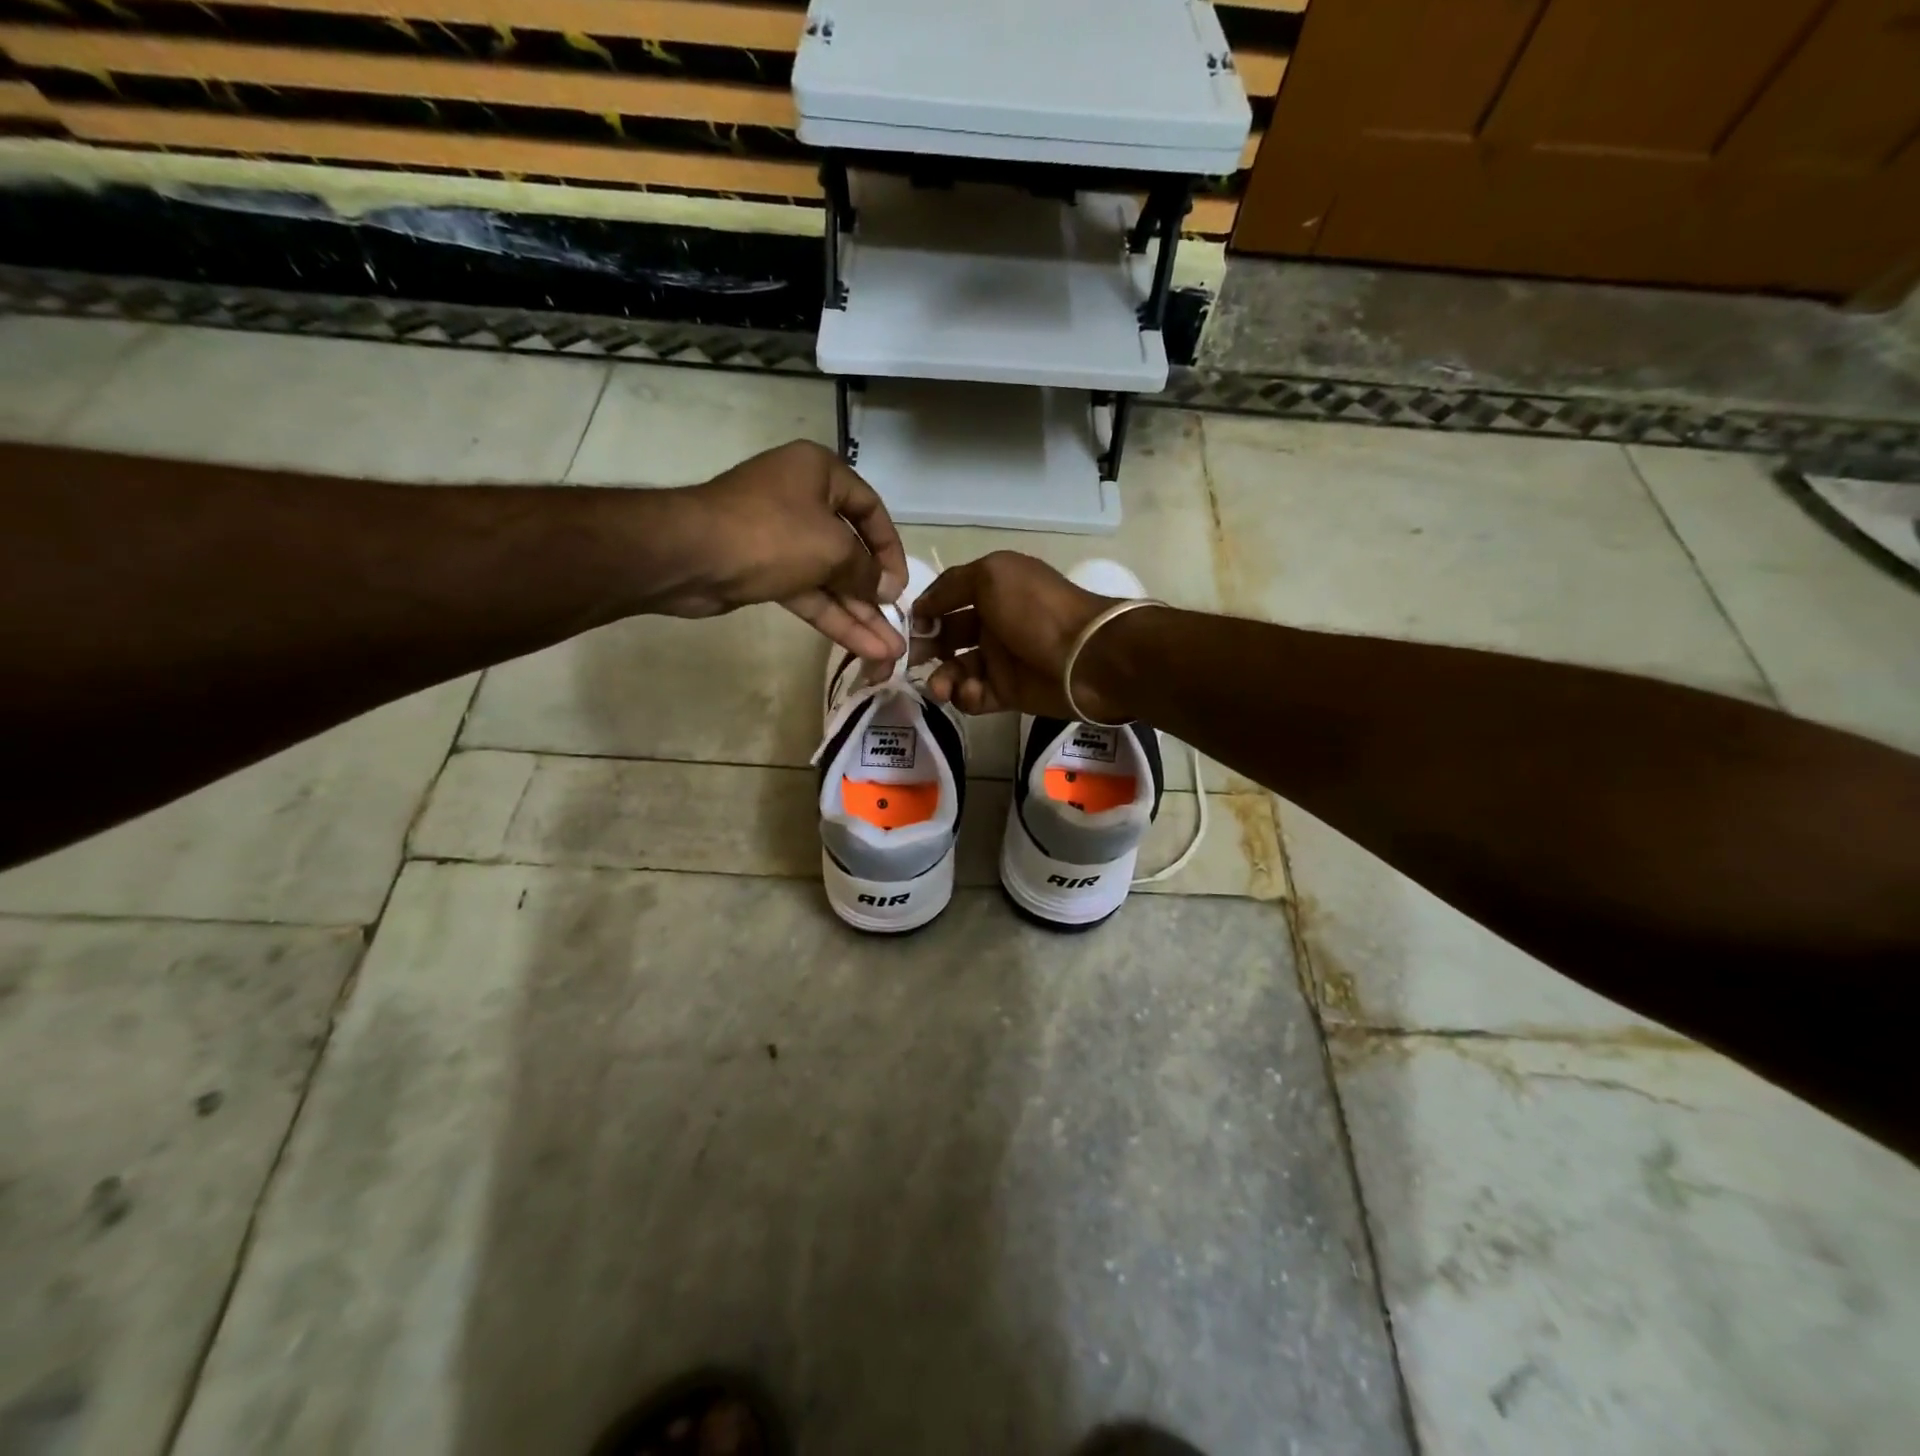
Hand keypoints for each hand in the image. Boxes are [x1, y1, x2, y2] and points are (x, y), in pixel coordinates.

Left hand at [672, 441, 907, 662]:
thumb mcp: (833, 548)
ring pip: (831, 580)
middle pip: (851, 551)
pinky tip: (863, 648)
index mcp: (820, 474)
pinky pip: (810, 594)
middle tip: (899, 629)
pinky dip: (834, 619)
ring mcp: (782, 539)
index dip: (890, 550)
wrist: (689, 556)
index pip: (870, 509)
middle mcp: (803, 500)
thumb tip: (886, 590)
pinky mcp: (765, 572)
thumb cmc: (771, 534)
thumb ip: (866, 572)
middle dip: (875, 596)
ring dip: (859, 616)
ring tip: (889, 653)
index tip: (900, 586)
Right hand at [911, 551, 1133, 719]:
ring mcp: (1002, 660)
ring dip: (942, 677)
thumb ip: (952, 585)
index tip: (904, 626)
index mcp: (993, 590)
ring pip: (958, 670)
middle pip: (948, 636)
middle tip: (910, 659)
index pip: (948, 600)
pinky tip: (970, 693)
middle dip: (926, 647)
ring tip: (940, 687)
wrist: (1086, 657)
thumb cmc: (1036, 609)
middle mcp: (994, 623)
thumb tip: (923, 606)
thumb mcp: (992, 576)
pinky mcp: (1010, 693)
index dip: (925, 612)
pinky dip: (967, 696)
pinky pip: (976, 697)